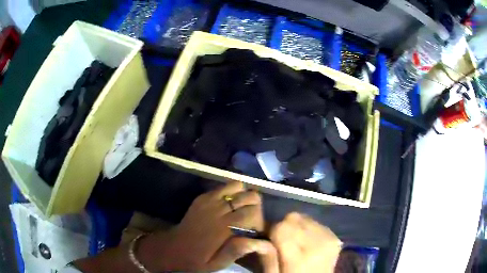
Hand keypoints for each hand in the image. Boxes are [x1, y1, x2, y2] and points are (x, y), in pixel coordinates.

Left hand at [138, 181, 277, 271]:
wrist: (173, 249)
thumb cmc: (197, 259)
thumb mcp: (218, 263)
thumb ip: (238, 251)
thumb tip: (264, 242)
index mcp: (224, 227)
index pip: (253, 212)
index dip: (260, 219)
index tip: (255, 229)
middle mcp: (218, 209)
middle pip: (249, 195)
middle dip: (255, 205)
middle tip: (251, 218)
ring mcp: (208, 200)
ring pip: (237, 186)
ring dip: (243, 195)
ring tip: (241, 208)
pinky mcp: (201, 198)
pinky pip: (222, 186)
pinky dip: (230, 191)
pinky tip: (228, 203)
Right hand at [270, 212, 341, 272]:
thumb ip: (267, 259)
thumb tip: (260, 240)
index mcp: (299, 257)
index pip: (282, 226)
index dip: (273, 231)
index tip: (270, 240)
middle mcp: (317, 243)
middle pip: (294, 217)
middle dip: (284, 226)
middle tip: (282, 241)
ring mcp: (329, 238)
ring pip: (305, 217)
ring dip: (297, 226)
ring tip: (297, 242)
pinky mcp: (335, 237)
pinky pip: (316, 222)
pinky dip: (309, 229)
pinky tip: (308, 242)